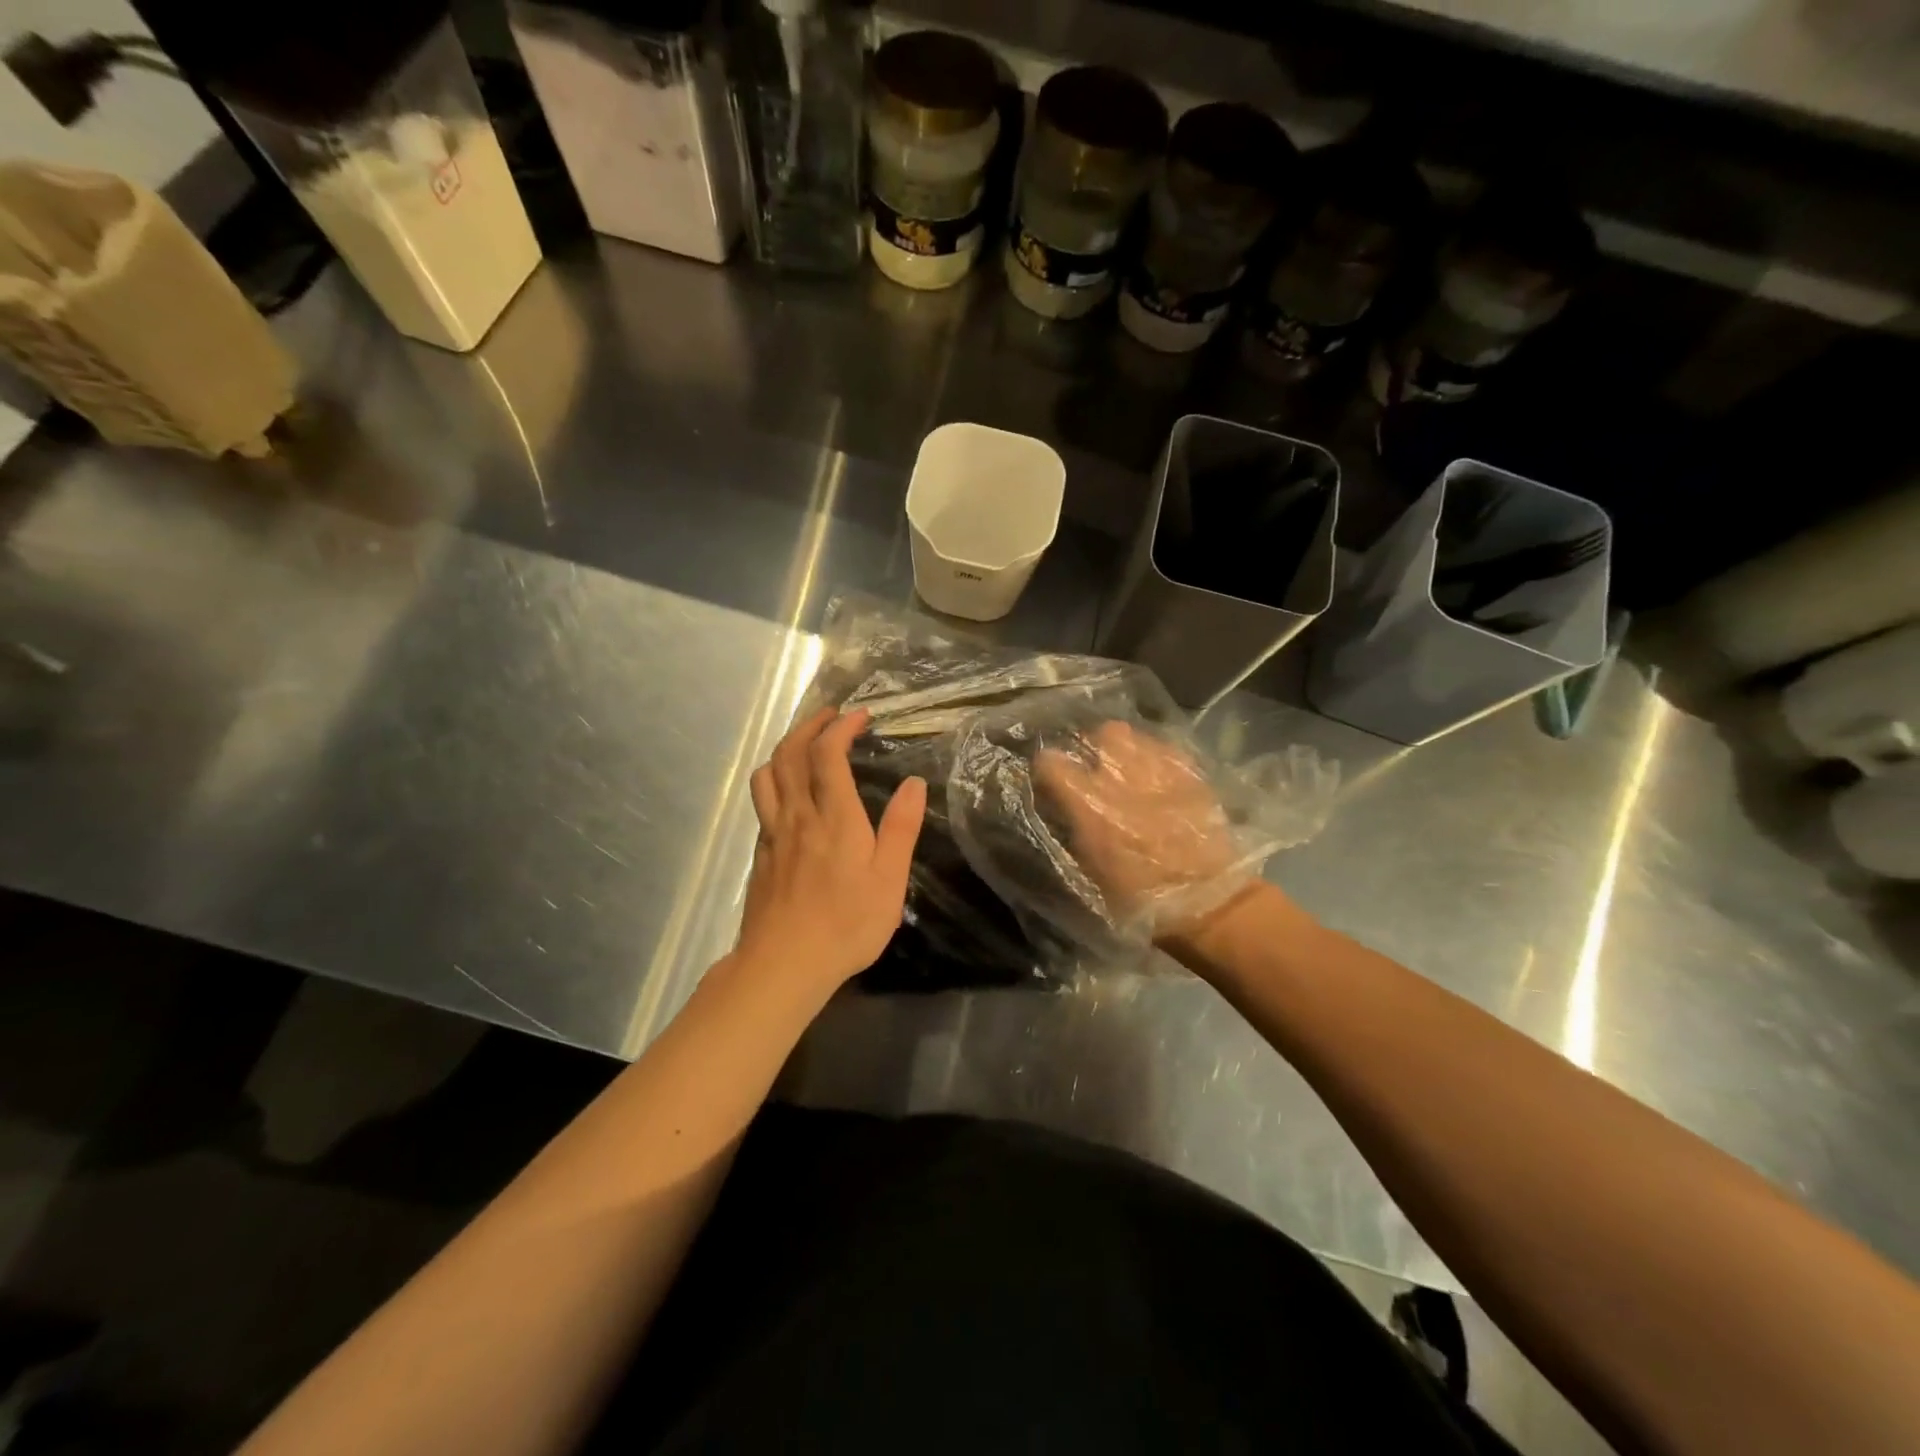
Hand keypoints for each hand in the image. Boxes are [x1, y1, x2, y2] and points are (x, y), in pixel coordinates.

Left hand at [737, 706, 926, 994]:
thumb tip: (914, 782)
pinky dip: (774, 781)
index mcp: (834, 818)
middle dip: (810, 726)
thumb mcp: (889, 879)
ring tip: (804, 744)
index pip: (828, 754)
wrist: (784, 964)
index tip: (860, 716)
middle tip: (830, 716)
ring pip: (768, 775)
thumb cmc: (846, 923)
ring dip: (785, 748)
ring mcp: (773, 834)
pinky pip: (762, 802)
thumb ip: (901, 828)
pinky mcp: (760, 854)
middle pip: (790, 754)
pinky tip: (788, 794)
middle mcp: (798, 815)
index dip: (841, 726)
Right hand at [1035, 720, 1249, 937]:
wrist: (1206, 902)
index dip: (1048, 769)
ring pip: (1132, 734)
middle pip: (1098, 734)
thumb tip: (1060, 804)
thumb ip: (1070, 826)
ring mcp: (1157, 767)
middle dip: (1093, 747)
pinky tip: (1157, 778)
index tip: (1051, 781)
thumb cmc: (1138, 895)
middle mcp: (1120, 774)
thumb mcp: (1087, 867)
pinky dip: (1155, 757)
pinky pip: (1163, 747)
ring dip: (1124, 749)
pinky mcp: (1189, 770)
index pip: (1051, 761)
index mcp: (1088, 801)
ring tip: (1128, 770)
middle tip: (1095, 769)